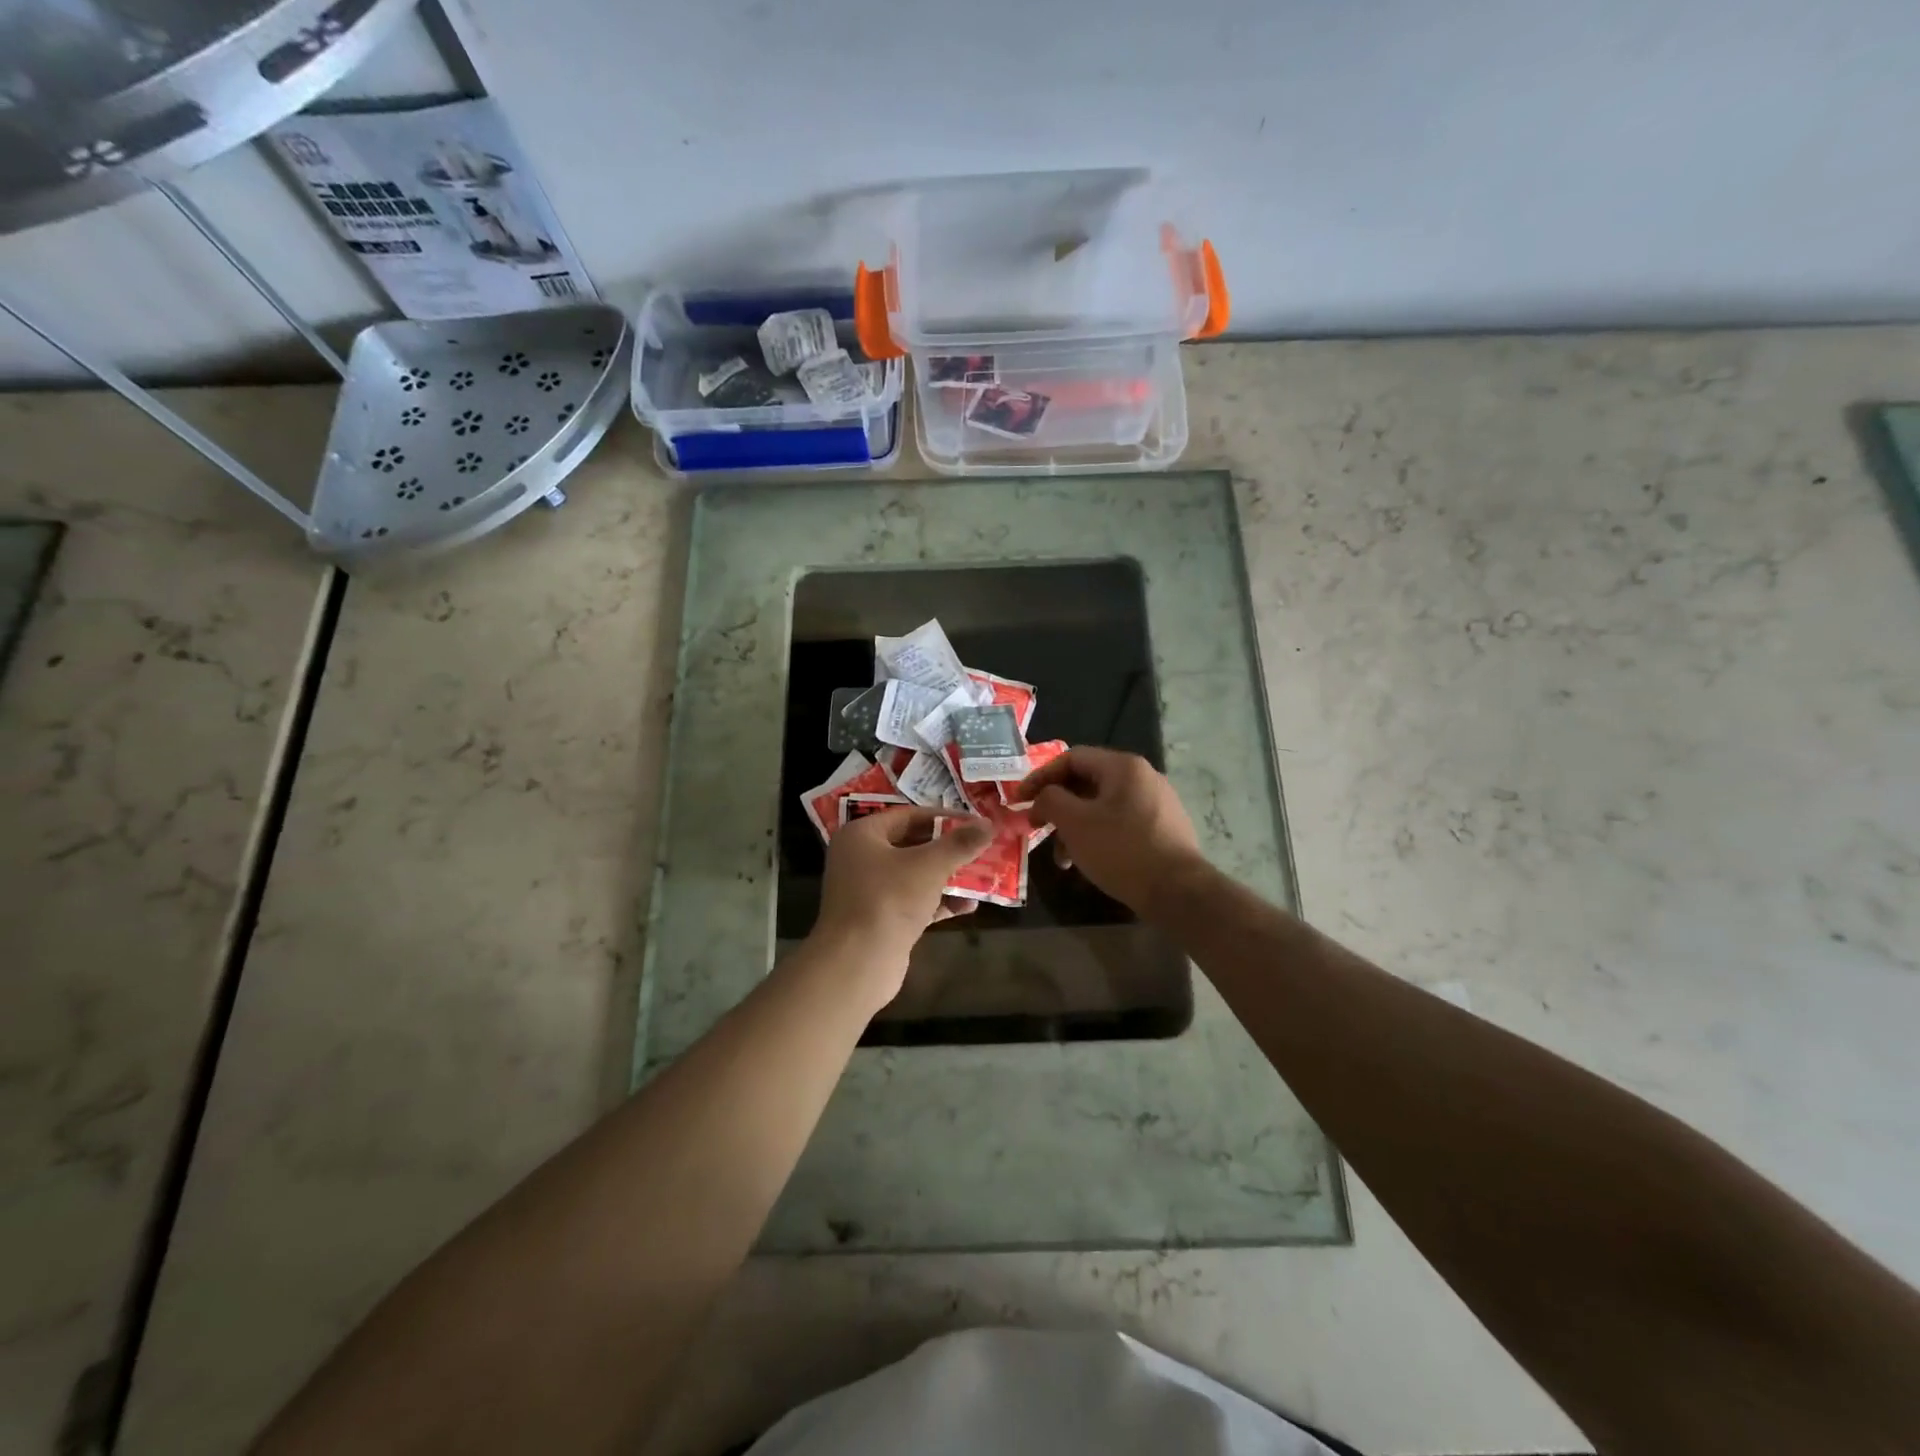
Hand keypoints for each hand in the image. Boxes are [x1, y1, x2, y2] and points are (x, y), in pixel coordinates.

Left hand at [813, 808, 993, 985]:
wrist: (857, 963)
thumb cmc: (889, 899)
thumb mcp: (929, 865)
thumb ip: (960, 844)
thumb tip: (989, 825)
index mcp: (862, 835)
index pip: (908, 815)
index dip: (944, 818)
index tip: (975, 822)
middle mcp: (860, 859)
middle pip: (911, 845)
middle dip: (948, 850)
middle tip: (981, 848)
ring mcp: (868, 891)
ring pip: (914, 876)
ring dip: (947, 877)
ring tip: (982, 876)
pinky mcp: (879, 920)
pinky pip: (913, 902)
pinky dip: (938, 902)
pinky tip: (968, 907)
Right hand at [1013, 748, 1206, 916]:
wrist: (1178, 891)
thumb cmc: (1121, 850)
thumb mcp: (1075, 823)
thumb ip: (1050, 800)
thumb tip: (1043, 796)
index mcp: (1123, 766)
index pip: (1071, 758)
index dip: (1040, 777)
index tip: (1019, 800)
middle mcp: (1143, 776)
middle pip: (1087, 782)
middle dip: (1058, 806)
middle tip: (1037, 828)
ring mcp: (1157, 802)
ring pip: (1103, 806)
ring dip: (1075, 826)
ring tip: (1062, 858)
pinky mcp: (1163, 827)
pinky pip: (1120, 822)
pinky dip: (1098, 835)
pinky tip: (1088, 861)